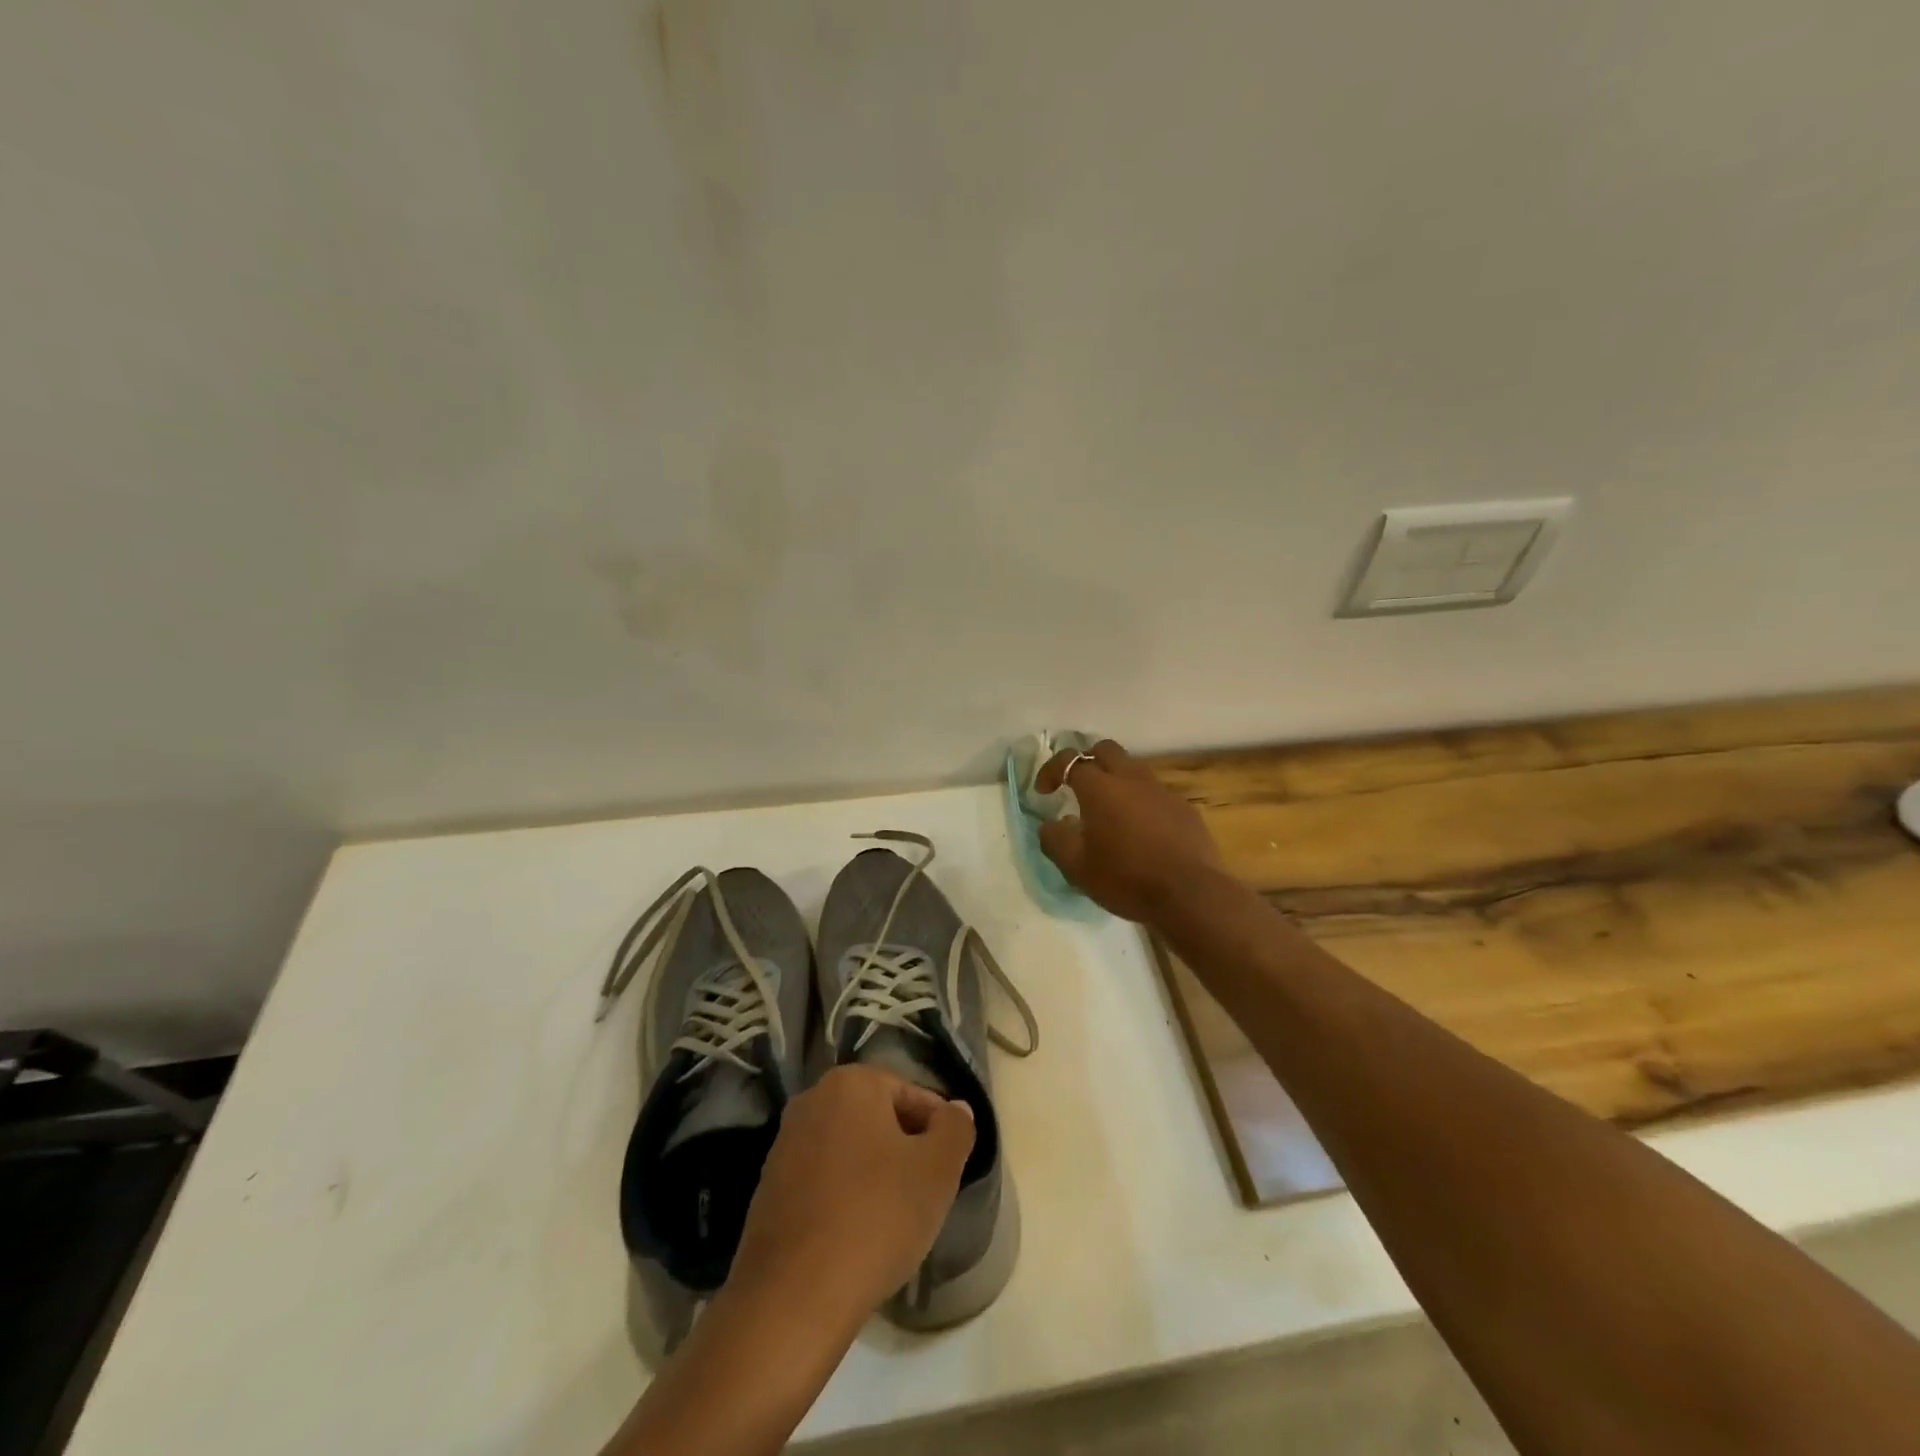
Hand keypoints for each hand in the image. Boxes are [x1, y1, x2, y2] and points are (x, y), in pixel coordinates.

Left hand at [726, 1065, 974, 1325]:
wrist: (792, 1298)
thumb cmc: (875, 1218)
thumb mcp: (937, 1170)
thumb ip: (955, 1129)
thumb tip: (957, 1109)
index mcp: (850, 1082)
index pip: (912, 1094)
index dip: (938, 1130)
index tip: (949, 1169)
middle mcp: (811, 1100)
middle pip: (878, 1119)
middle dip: (905, 1151)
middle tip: (926, 1194)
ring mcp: (784, 1144)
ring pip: (850, 1150)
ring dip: (875, 1175)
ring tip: (894, 1220)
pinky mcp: (768, 1188)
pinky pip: (823, 1181)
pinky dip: (845, 1199)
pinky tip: (858, 1237)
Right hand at [1036, 738, 1224, 923]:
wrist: (1190, 895)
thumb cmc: (1126, 878)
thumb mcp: (1076, 867)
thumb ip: (1055, 840)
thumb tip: (1050, 825)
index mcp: (1100, 788)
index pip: (1070, 760)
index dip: (1052, 770)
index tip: (1043, 791)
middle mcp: (1131, 779)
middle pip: (1105, 750)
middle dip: (1086, 761)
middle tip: (1077, 787)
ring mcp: (1162, 791)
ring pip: (1133, 769)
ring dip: (1115, 781)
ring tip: (1108, 812)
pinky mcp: (1184, 809)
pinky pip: (1155, 794)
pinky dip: (1140, 802)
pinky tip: (1140, 832)